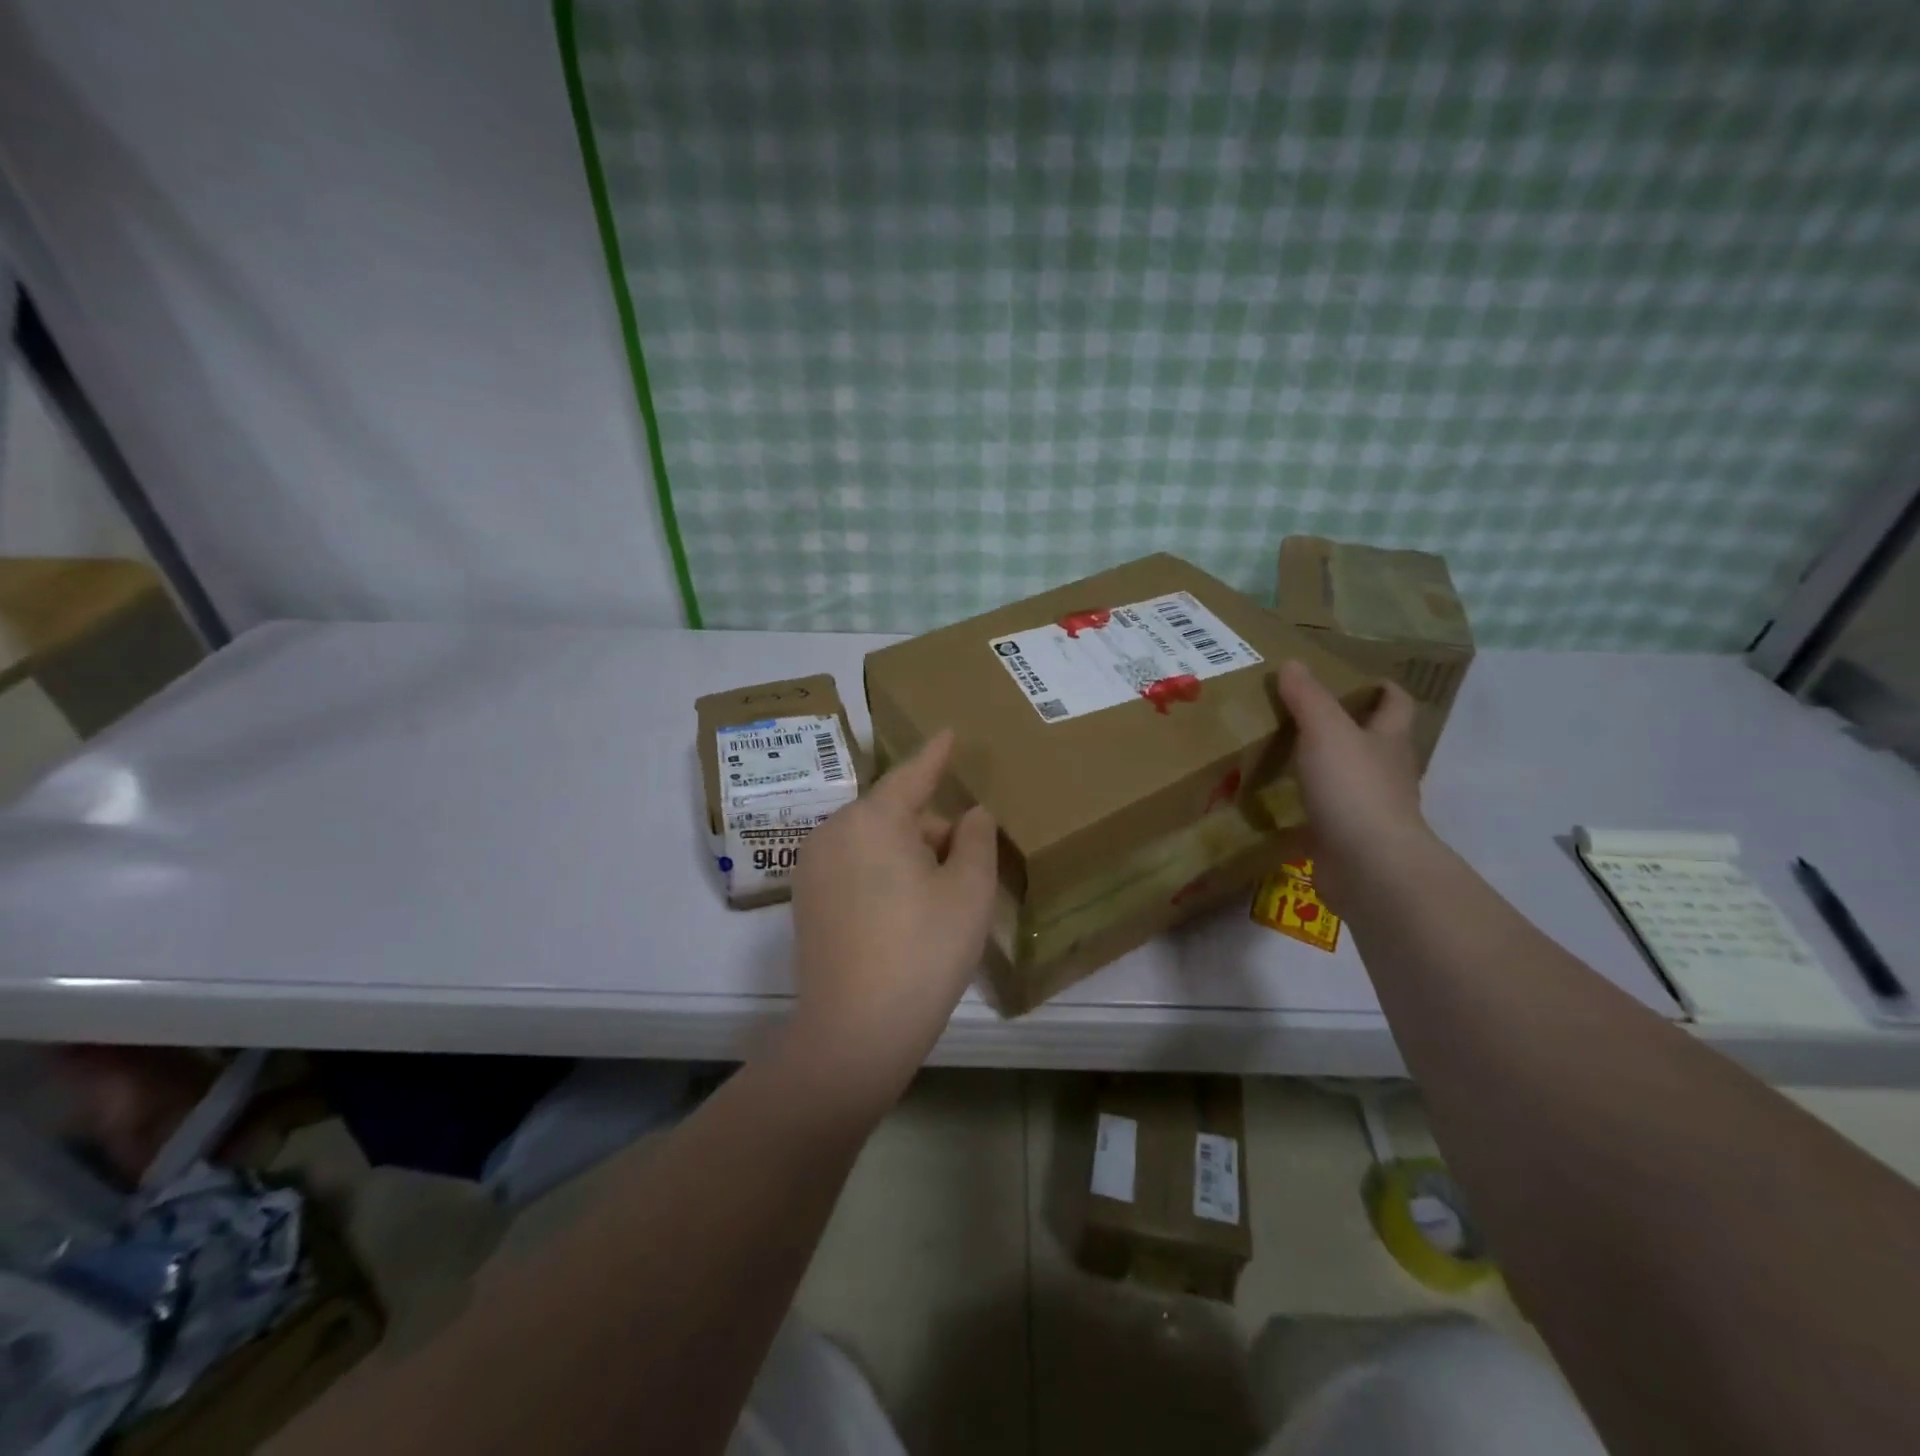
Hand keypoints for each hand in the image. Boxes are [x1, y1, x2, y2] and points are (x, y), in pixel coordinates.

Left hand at [787, 730, 998, 1105]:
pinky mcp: (806, 902)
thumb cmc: (923, 951)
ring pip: (874, 843)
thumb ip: (975, 840)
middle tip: (967, 866)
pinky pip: (854, 868)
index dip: (935, 755)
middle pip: (894, 814)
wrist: (854, 1032)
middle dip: (932, 829)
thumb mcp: (968, 892)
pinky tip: (906, 915)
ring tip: (941, 898)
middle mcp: (833, 832)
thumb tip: (970, 815)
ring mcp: (813, 869)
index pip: (911, 775)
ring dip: (909, 856)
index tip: (949, 732)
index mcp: (872, 820)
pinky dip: (884, 875)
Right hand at [1275, 659, 1432, 910]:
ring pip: (1349, 780)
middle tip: (1308, 714)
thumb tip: (1292, 663)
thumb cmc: (1353, 788)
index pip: (1396, 705)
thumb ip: (1307, 698)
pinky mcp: (1347, 840)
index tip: (1362, 679)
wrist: (1368, 865)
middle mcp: (1386, 773)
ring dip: (1326, 768)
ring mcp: (1369, 810)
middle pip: (1374, 742)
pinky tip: (1278, 803)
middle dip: (1350, 728)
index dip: (1383, 689)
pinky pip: (1326, 816)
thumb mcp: (1326, 731)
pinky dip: (1308, 807)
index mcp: (1389, 741)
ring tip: (1286, 755)